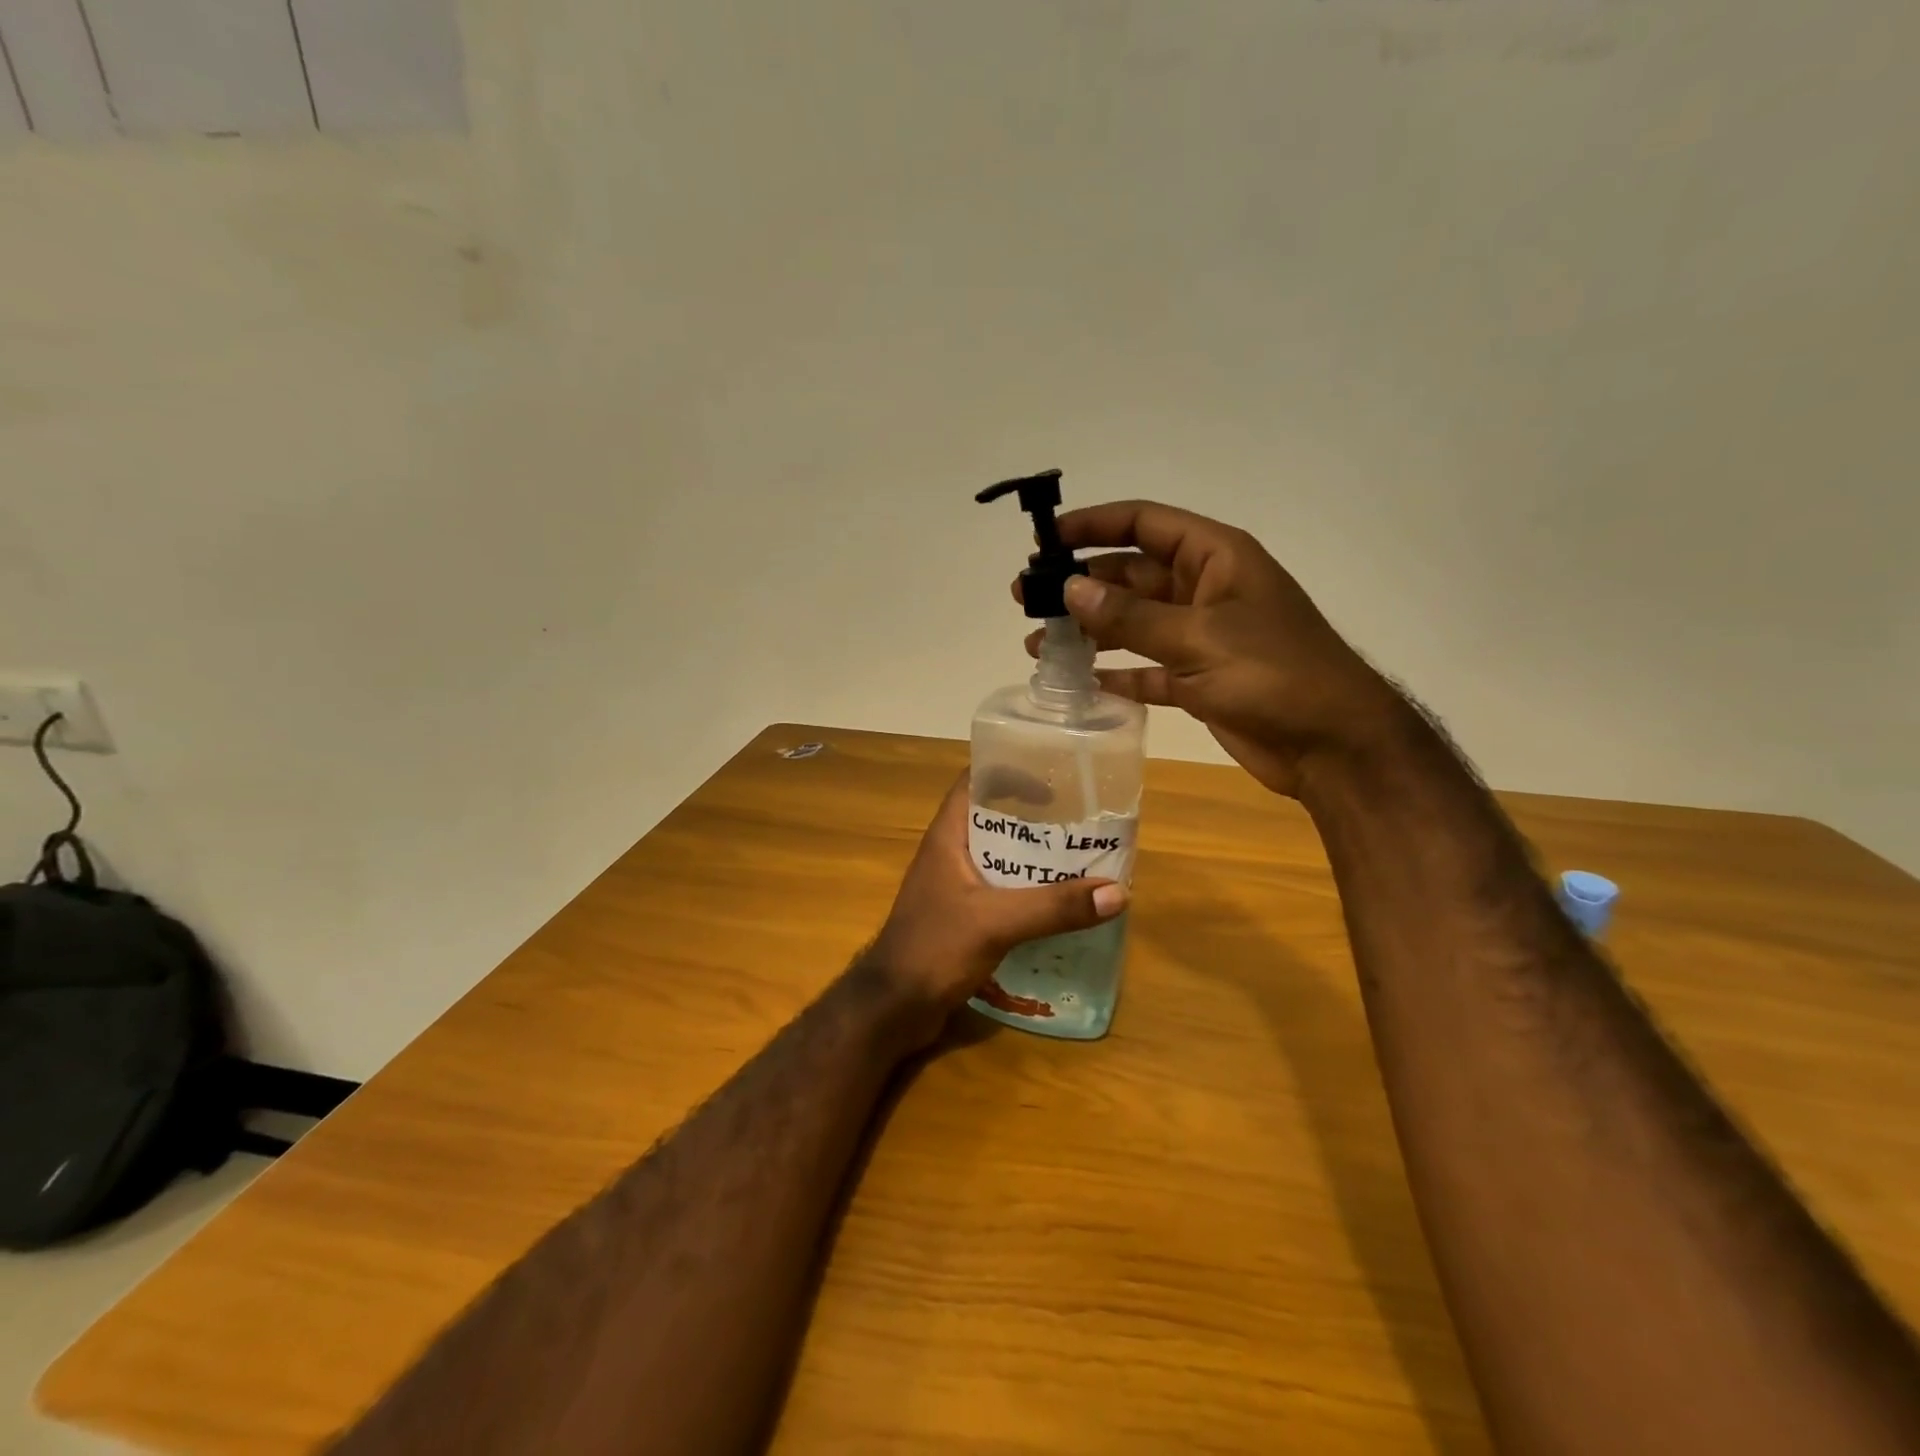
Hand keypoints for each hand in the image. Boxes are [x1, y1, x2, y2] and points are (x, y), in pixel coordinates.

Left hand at [863, 774, 1127, 1041]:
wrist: (893, 1008)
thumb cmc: (934, 949)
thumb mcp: (996, 922)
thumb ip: (1054, 907)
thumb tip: (1117, 892)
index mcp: (948, 836)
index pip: (976, 782)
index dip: (1011, 772)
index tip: (1054, 780)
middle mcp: (950, 853)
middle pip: (996, 820)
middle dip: (1037, 819)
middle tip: (1082, 822)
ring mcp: (955, 886)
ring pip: (1002, 859)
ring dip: (1036, 859)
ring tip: (1082, 859)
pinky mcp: (963, 917)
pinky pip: (1002, 892)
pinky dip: (1029, 892)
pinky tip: (1060, 904)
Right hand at [1016, 500, 1408, 798]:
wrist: (1333, 744)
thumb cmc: (1275, 674)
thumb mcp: (1199, 638)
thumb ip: (1131, 617)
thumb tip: (1070, 588)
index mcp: (1215, 558)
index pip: (1145, 524)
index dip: (1095, 525)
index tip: (1047, 540)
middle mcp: (1205, 590)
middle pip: (1132, 575)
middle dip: (1081, 585)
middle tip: (1028, 599)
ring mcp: (1201, 637)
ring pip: (1134, 624)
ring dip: (1090, 632)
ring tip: (1039, 645)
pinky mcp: (1199, 680)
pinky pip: (1147, 669)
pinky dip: (1117, 674)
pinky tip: (1081, 682)